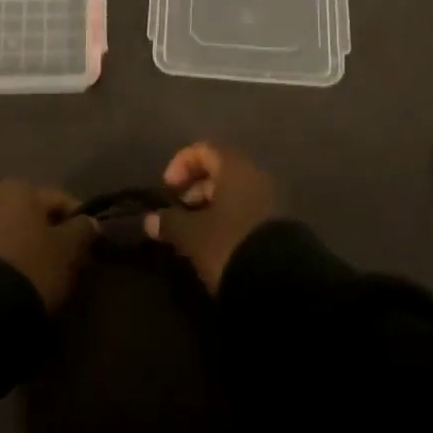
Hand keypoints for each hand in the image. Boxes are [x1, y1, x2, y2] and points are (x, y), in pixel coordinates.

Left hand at [0, 179, 95, 309]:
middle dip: (52, 236)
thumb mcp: (68, 249)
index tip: (92, 246)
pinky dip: (10, 263)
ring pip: (13, 234)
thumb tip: (89, 222)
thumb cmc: (32, 266)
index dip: (80, 222)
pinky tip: (21, 283)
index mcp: (18, 188)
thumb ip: (82, 230)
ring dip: (30, 249)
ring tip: (47, 277)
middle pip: (33, 216)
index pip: (60, 200)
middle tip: (72, 263)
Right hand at [145, 142, 279, 291]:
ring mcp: (273, 200)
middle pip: (221, 171)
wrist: (282, 283)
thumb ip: (169, 222)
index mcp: (235, 167)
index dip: (181, 165)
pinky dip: (230, 219)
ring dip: (212, 207)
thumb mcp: (191, 234)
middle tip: (180, 212)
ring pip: (236, 193)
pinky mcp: (281, 225)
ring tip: (195, 232)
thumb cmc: (228, 243)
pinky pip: (248, 211)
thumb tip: (150, 220)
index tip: (169, 190)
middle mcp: (256, 176)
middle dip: (196, 188)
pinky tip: (217, 243)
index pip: (203, 149)